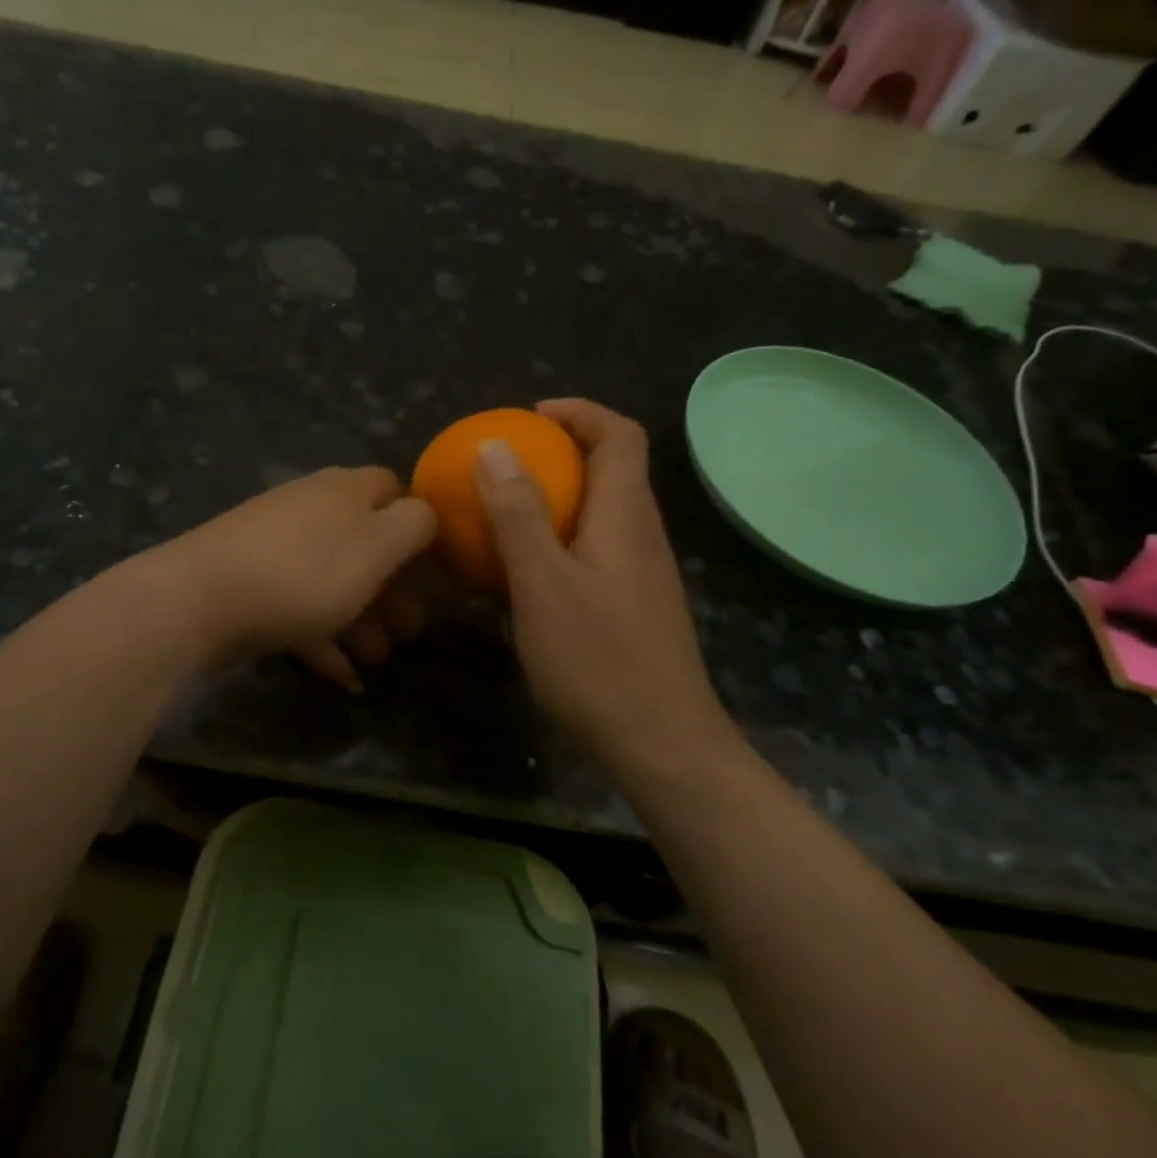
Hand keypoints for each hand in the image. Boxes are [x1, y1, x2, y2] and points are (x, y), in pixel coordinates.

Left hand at [150, 466, 436, 686]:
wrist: (197, 602)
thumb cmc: (302, 573)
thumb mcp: (376, 547)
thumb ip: (413, 526)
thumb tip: (426, 513)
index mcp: (344, 491)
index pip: (393, 489)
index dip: (418, 525)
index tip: (434, 569)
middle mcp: (310, 509)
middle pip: (365, 542)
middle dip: (393, 588)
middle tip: (410, 629)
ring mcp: (275, 546)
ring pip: (333, 579)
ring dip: (362, 618)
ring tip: (376, 659)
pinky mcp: (250, 584)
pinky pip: (298, 608)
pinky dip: (322, 638)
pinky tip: (341, 676)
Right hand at [476, 400, 732, 764]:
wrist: (661, 744)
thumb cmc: (598, 659)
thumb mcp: (542, 583)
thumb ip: (518, 513)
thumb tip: (495, 445)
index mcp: (626, 516)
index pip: (620, 435)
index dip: (579, 413)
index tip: (530, 416)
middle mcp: (642, 535)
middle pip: (614, 469)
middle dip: (564, 452)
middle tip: (508, 464)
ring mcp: (643, 573)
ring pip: (604, 512)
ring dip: (560, 497)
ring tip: (507, 512)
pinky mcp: (635, 605)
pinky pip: (597, 549)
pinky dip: (562, 539)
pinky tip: (527, 573)